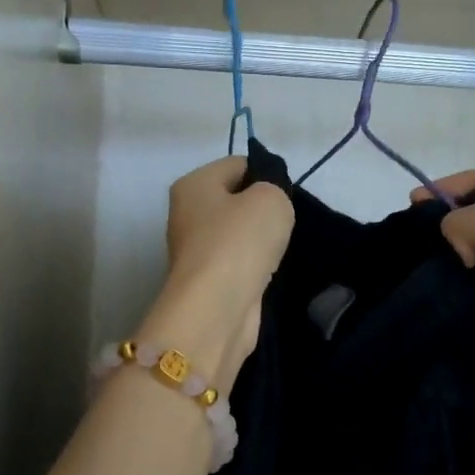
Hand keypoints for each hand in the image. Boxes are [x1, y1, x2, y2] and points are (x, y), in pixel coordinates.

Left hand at [137, 157, 293, 387]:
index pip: (238, 165)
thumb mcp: (271, 198)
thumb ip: (274, 188)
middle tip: (285, 222)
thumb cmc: (240, 241)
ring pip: (237, 234)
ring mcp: (194, 250)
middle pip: (235, 200)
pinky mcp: (206, 281)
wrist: (217, 309)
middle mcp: (186, 214)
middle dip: (262, 209)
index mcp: (193, 185)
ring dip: (260, 241)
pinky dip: (254, 266)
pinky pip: (238, 262)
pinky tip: (269, 271)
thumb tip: (266, 203)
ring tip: (280, 249)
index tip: (288, 195)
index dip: (267, 175)